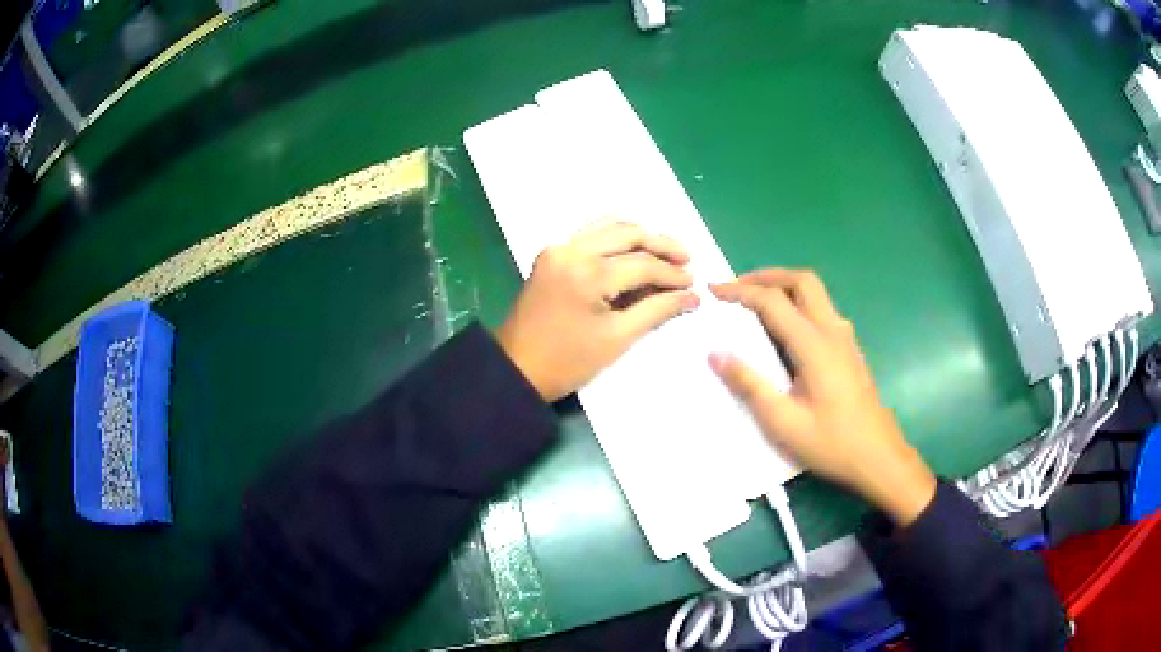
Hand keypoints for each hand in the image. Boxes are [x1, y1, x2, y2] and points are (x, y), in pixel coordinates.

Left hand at [497, 221, 699, 401]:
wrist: (516, 369)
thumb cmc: (568, 362)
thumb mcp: (618, 339)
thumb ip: (656, 310)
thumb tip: (691, 296)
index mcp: (588, 272)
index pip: (642, 264)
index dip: (672, 274)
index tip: (694, 285)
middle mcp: (572, 249)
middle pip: (627, 233)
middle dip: (661, 245)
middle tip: (687, 260)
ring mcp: (558, 248)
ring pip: (609, 227)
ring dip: (640, 237)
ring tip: (666, 253)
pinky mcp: (551, 254)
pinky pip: (591, 234)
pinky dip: (616, 238)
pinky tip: (634, 250)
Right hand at [709, 269, 935, 525]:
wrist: (878, 457)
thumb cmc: (831, 443)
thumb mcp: (783, 422)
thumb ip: (750, 386)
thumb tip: (716, 355)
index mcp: (814, 345)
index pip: (773, 301)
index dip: (740, 291)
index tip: (714, 291)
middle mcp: (832, 331)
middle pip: (802, 281)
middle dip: (768, 275)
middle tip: (739, 286)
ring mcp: (846, 339)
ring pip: (816, 293)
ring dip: (786, 286)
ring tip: (758, 302)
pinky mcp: (851, 349)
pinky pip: (823, 310)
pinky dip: (799, 303)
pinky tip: (788, 329)